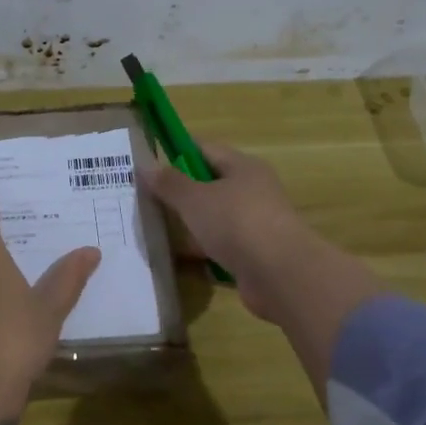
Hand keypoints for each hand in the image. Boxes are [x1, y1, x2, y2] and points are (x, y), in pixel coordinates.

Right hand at [138, 142, 315, 318]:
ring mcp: (255, 224)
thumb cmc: (236, 223)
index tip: (149, 163)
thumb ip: (169, 183)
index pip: (205, 149)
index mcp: (243, 167)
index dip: (176, 152)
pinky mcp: (253, 255)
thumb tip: (146, 165)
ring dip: (189, 224)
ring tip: (154, 229)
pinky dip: (201, 251)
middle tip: (145, 199)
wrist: (280, 274)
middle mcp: (252, 191)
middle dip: (180, 192)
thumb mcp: (195, 199)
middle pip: (210, 185)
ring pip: (214, 218)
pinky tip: (177, 259)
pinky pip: (220, 247)